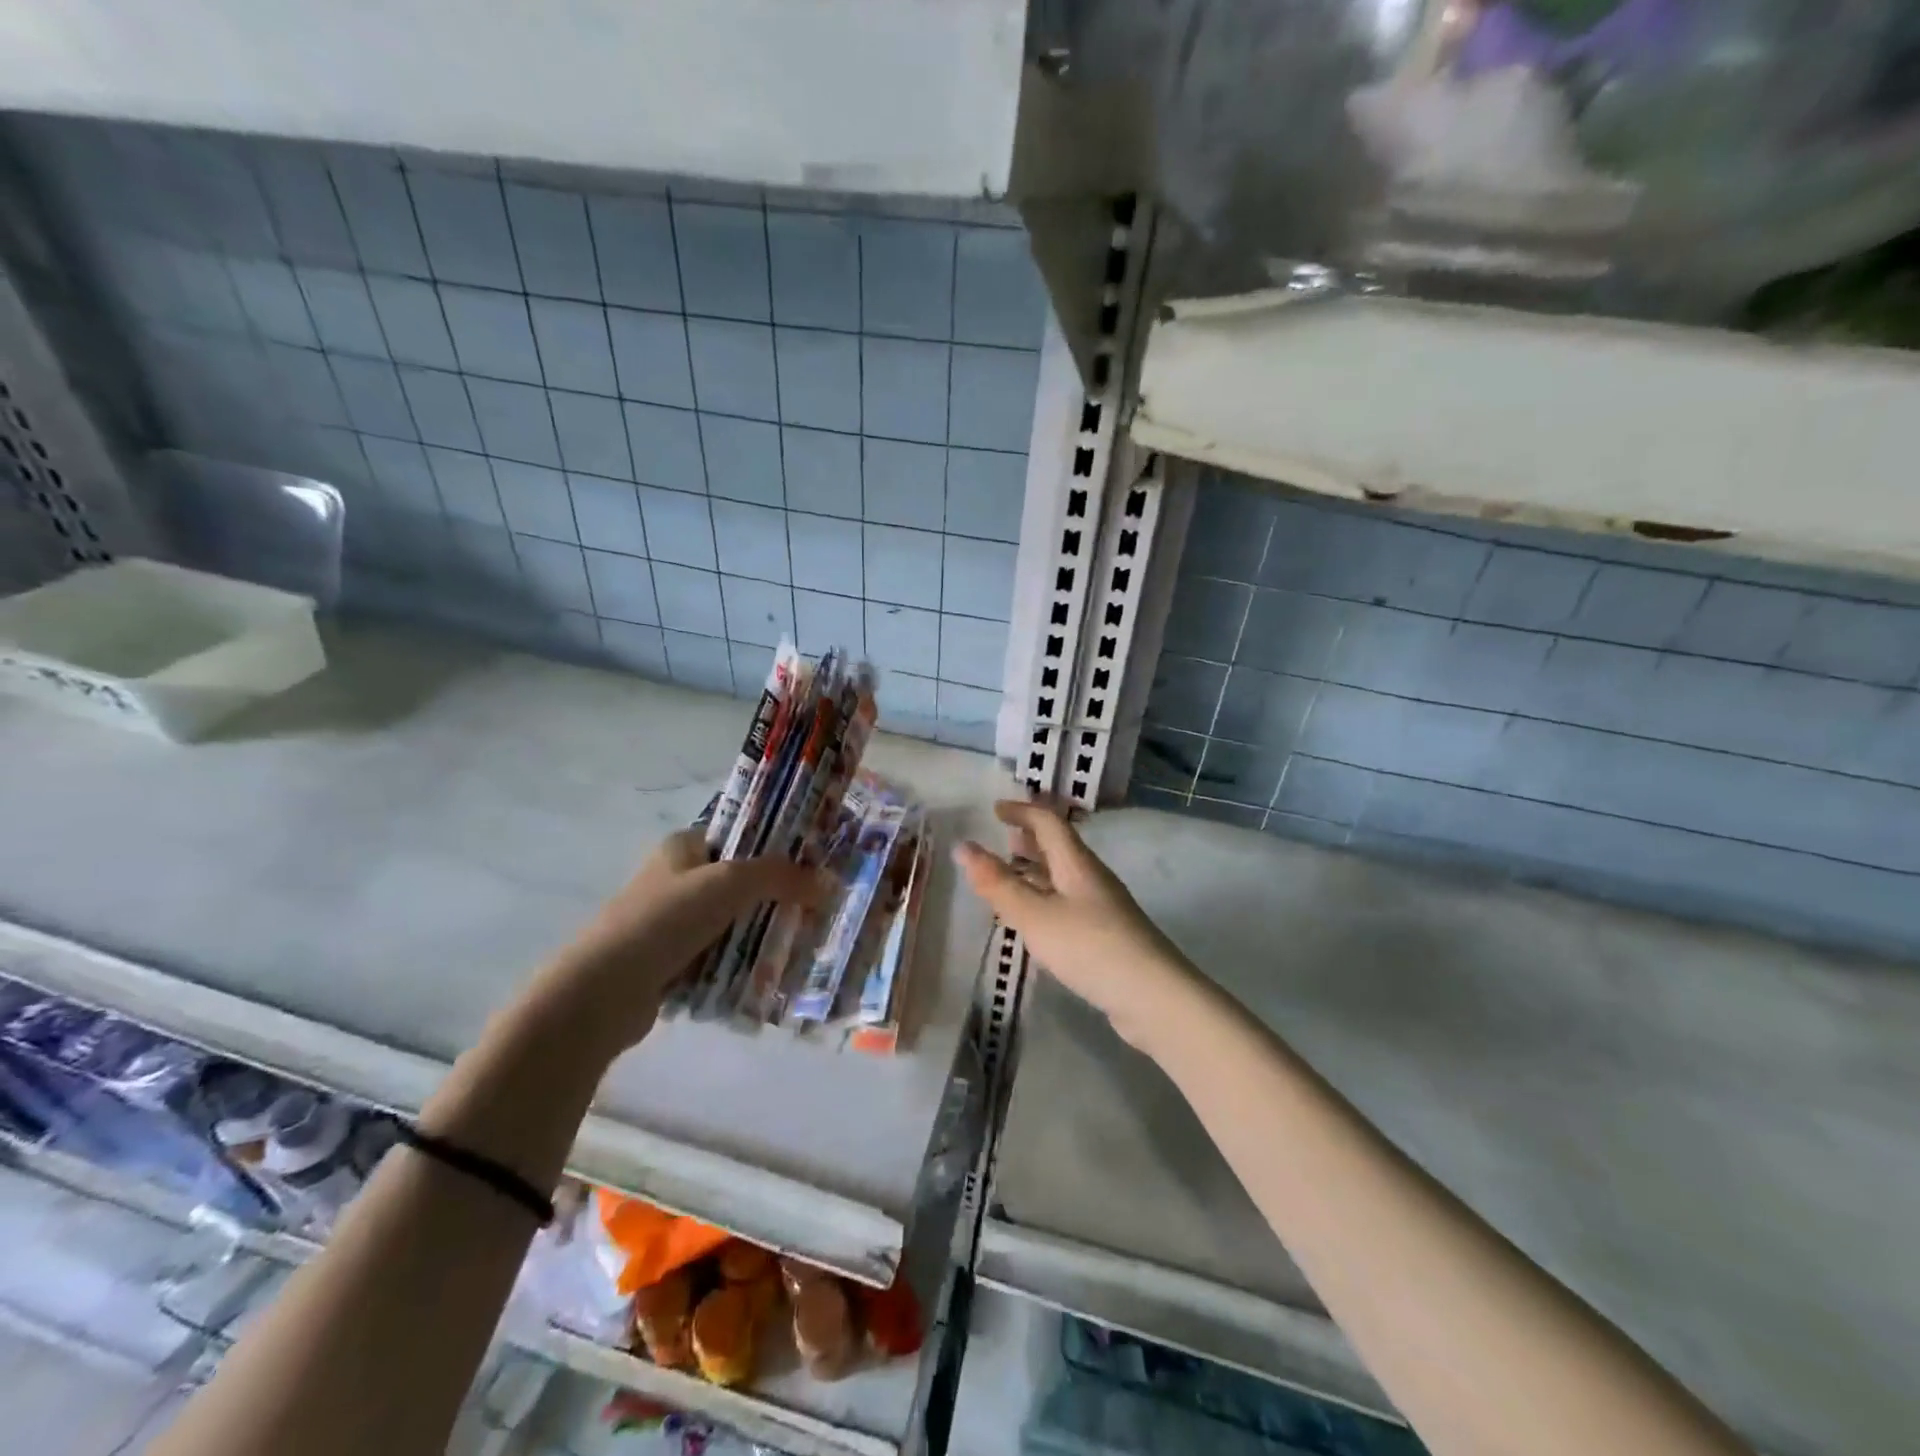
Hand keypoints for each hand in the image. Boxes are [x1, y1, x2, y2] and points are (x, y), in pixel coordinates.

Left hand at [538, 830, 829, 1056]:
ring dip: (762, 931)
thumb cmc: (665, 920)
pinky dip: (743, 962)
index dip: (776, 845)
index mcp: (683, 847)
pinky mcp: (671, 962)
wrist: (603, 991)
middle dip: (777, 894)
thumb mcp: (730, 883)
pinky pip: (720, 955)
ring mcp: (672, 923)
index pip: (739, 835)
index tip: (815, 861)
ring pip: (733, 921)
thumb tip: (828, 882)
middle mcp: (676, 879)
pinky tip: (772, 972)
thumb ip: (780, 876)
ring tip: (803, 940)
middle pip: (740, 880)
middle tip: (818, 906)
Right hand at [954, 798, 1198, 1049]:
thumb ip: (997, 883)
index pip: (1048, 822)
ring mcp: (1102, 907)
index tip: (995, 810)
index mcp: (1076, 863)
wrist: (1153, 997)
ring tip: (1008, 878)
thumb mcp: (1035, 915)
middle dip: (1029, 839)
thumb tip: (962, 846)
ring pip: (1062, 877)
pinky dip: (1044, 899)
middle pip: (1058, 847)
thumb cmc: (1089, 946)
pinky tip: (1034, 921)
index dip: (1022, 811)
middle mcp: (1091, 878)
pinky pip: (1067, 903)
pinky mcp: (1106, 934)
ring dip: (1036, 871)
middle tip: (1001, 839)